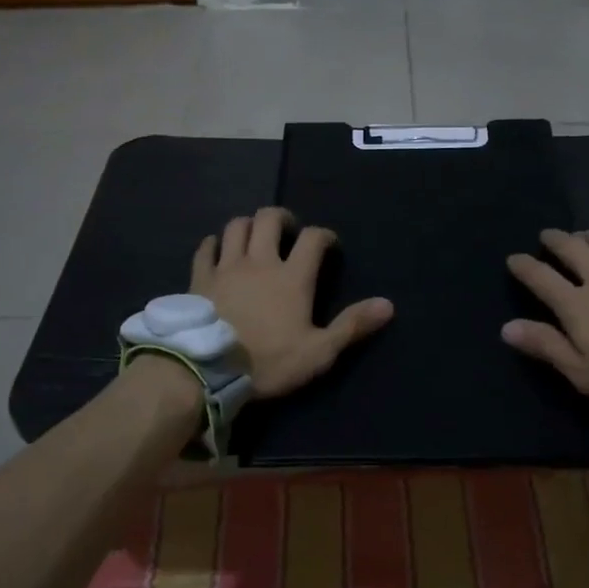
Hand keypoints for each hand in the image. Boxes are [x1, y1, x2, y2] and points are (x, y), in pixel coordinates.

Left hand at [192, 207, 392, 398]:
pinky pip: (206, 248)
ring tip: (255, 237)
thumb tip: (388, 304)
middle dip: (282, 218)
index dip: (324, 235)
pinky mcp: (200, 278)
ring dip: (248, 225)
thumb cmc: (267, 361)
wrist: (206, 369)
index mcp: (292, 276)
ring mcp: (226, 266)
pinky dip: (214, 244)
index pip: (313, 238)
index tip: (329, 245)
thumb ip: (352, 326)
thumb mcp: (319, 352)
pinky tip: (217, 250)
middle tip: (289, 231)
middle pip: (269, 219)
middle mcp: (260, 261)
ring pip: (236, 226)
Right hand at [504, 229, 588, 414]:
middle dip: (555, 240)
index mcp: (577, 304)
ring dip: (588, 235)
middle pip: (572, 249)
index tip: (513, 258)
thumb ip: (547, 346)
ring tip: (583, 235)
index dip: (525, 266)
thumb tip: (507, 327)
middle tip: (547, 235)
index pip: (541, 278)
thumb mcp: (586, 372)